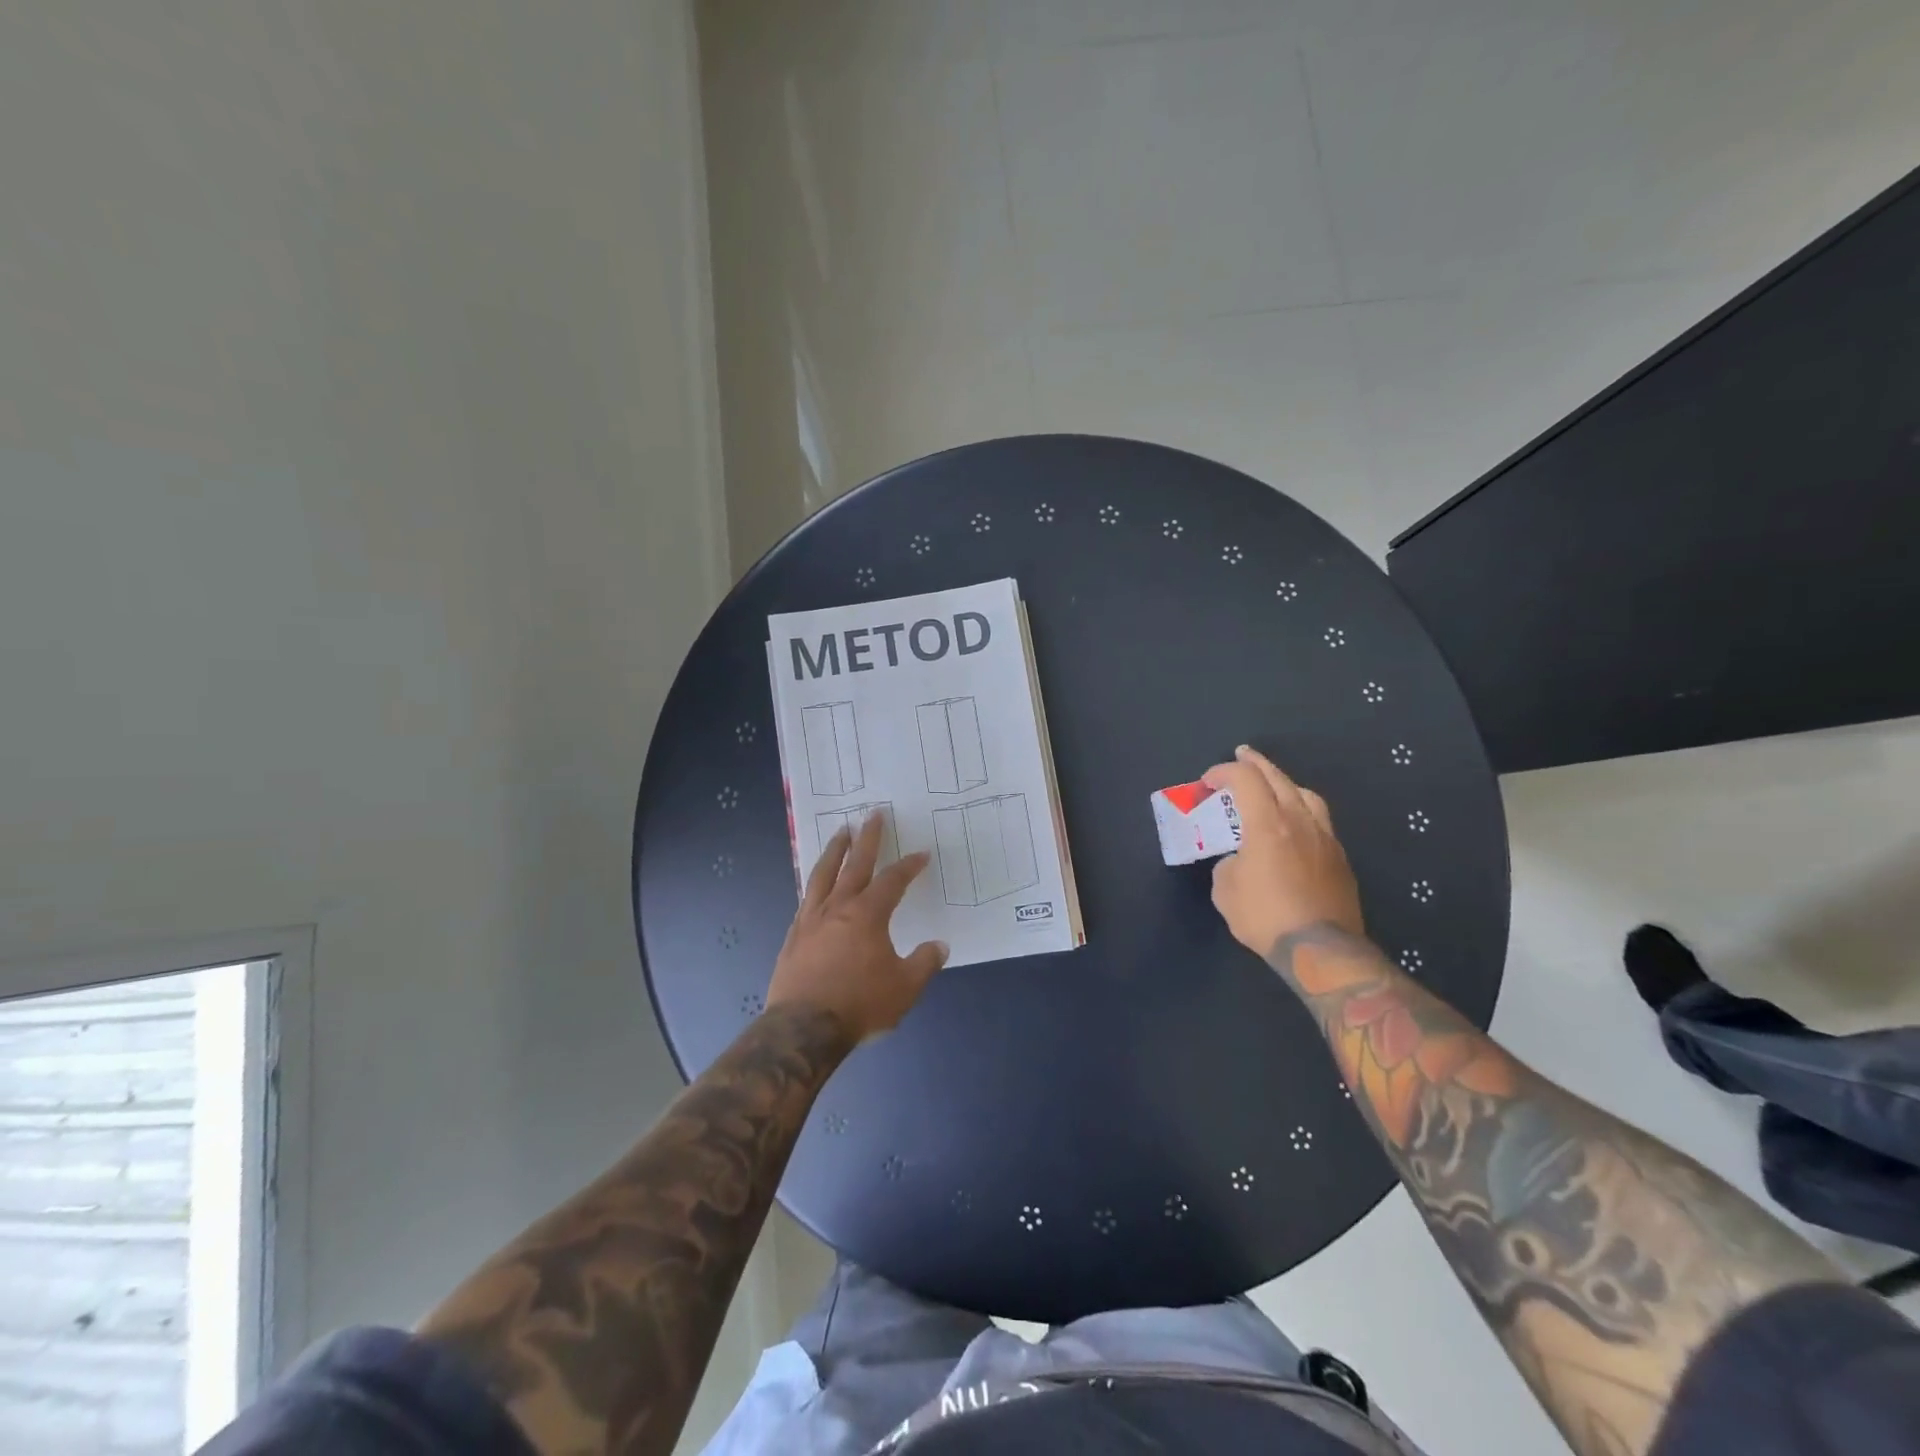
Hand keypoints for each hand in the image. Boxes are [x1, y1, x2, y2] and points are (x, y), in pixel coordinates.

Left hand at [767, 814, 947, 1043]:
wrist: (803, 1029)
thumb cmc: (859, 1005)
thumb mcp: (904, 988)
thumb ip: (924, 963)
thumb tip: (940, 946)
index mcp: (868, 915)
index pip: (893, 881)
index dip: (909, 866)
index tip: (921, 854)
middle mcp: (838, 907)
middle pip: (854, 864)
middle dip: (867, 838)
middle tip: (873, 814)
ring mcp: (811, 919)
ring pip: (823, 874)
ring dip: (835, 850)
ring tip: (840, 832)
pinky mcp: (793, 936)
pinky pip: (806, 897)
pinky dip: (815, 882)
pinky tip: (816, 883)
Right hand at [1203, 745, 1364, 956]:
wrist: (1319, 949)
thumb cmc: (1265, 916)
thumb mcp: (1225, 890)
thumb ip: (1228, 863)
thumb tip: (1239, 860)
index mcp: (1267, 823)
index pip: (1245, 780)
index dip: (1223, 772)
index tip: (1208, 781)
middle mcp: (1299, 821)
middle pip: (1278, 778)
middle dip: (1255, 763)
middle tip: (1242, 756)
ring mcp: (1324, 837)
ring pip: (1306, 794)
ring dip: (1284, 783)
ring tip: (1273, 786)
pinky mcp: (1339, 857)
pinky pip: (1319, 820)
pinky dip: (1301, 810)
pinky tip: (1294, 825)